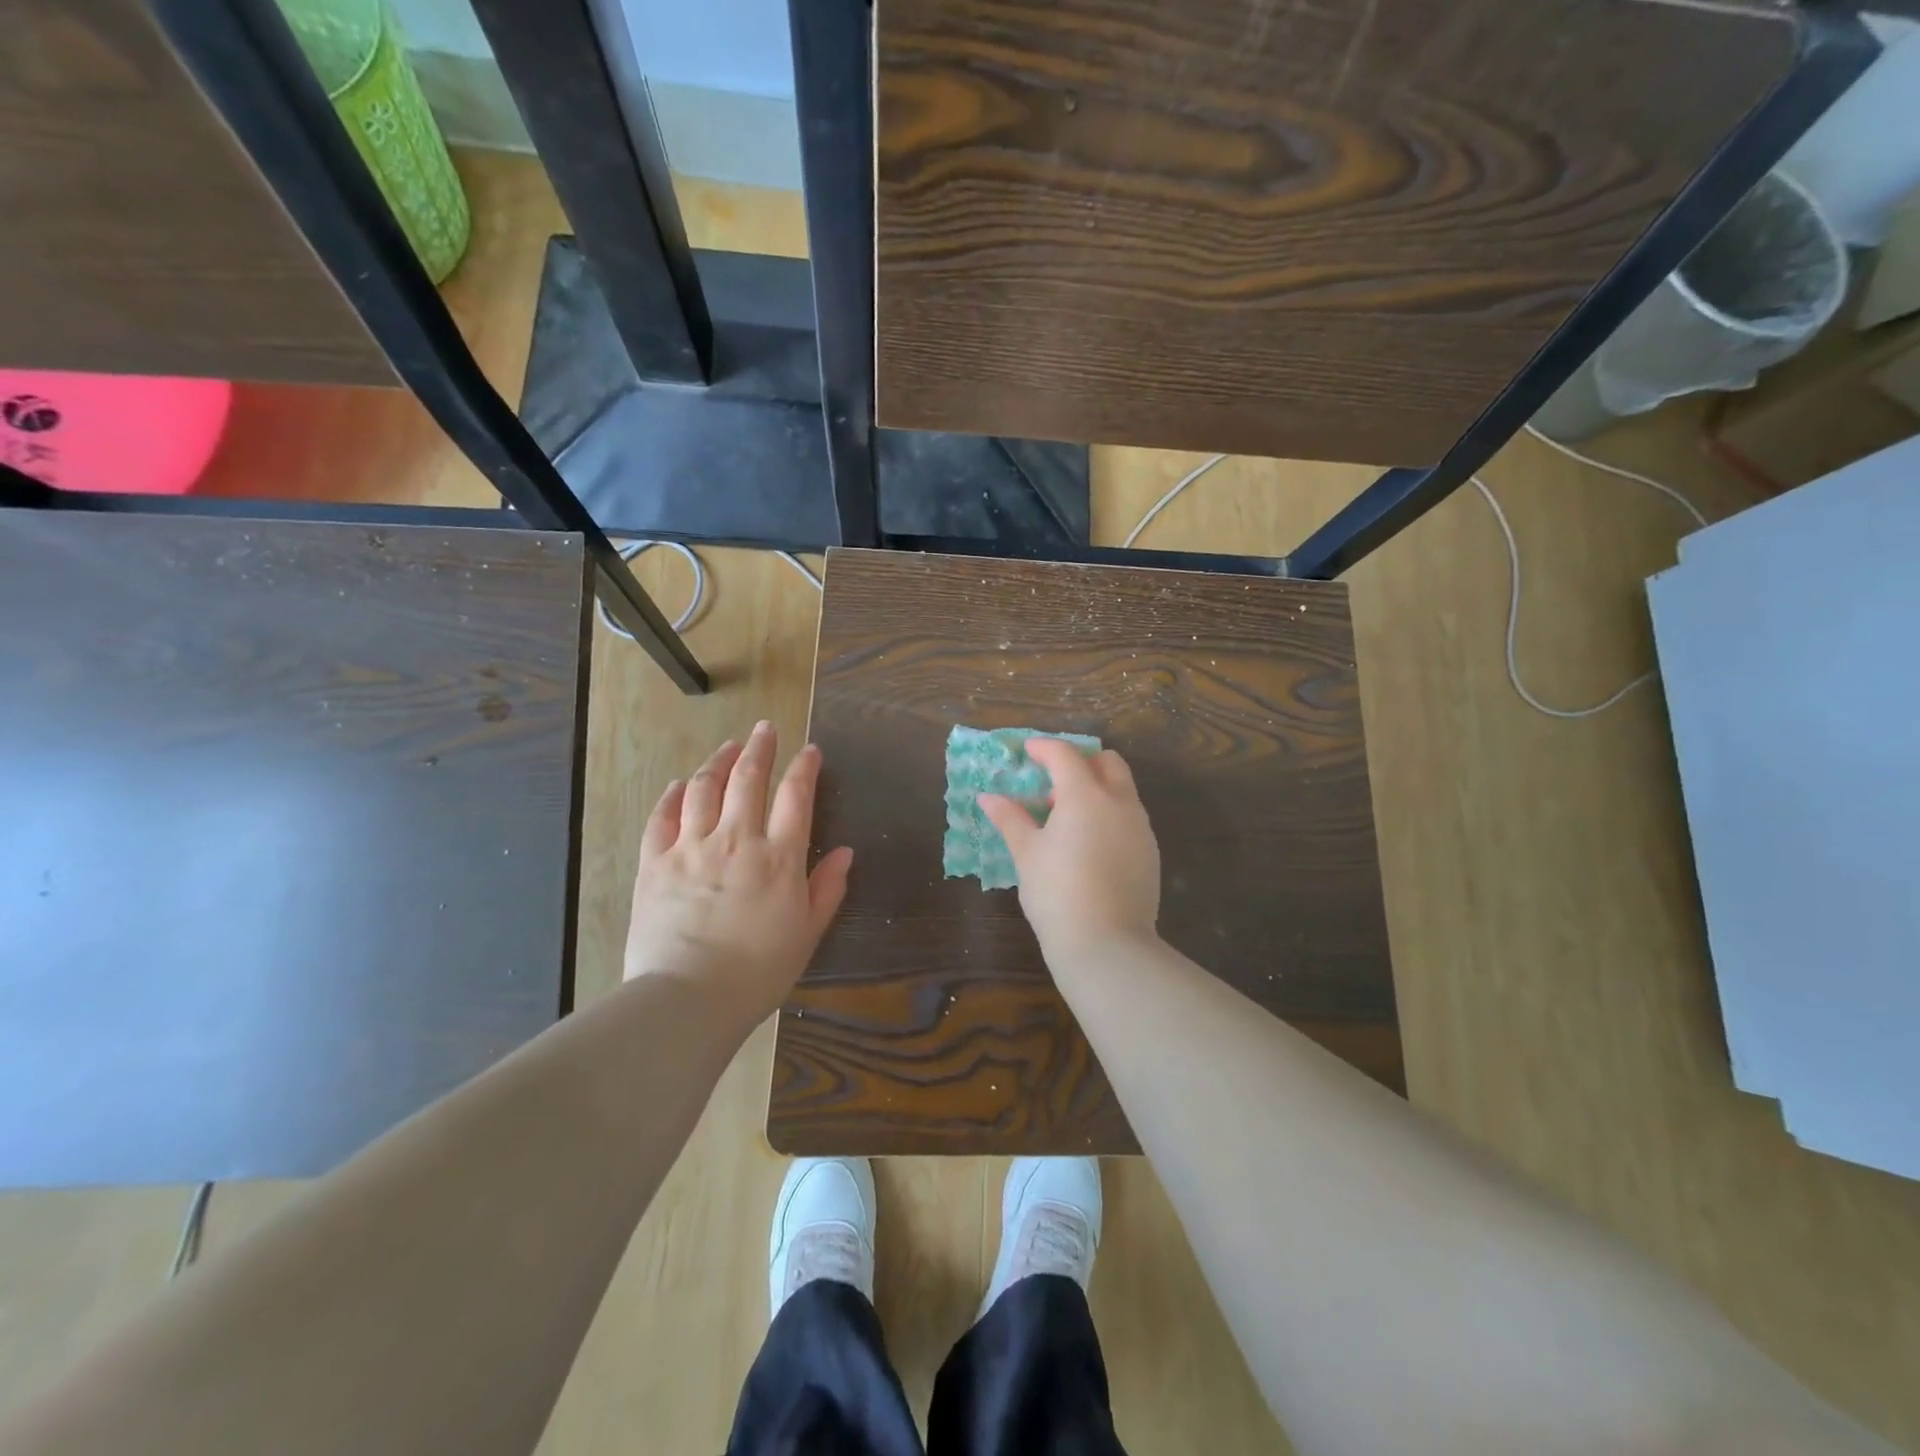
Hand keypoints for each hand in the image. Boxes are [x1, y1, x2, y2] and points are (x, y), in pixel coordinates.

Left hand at [624, 722, 852, 1027]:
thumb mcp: (806, 934)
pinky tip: (679, 784)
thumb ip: (826, 889)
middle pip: (748, 779)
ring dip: (718, 761)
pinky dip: (673, 795)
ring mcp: (691, 848)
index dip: (804, 768)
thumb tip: (845, 852)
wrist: (687, 999)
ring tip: (727, 747)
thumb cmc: (757, 972)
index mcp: (778, 858)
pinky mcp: (654, 863)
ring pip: (704, 788)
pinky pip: (662, 817)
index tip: (810, 750)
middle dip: (760, 748)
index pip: (796, 797)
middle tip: (765, 728)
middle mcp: (736, 840)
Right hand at [978, 740, 1161, 957]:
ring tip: (1067, 819)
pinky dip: (1110, 815)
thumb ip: (1010, 819)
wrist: (1106, 944)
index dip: (1044, 748)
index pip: (1065, 755)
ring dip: (1097, 790)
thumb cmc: (1057, 893)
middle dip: (1080, 763)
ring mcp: (1140, 828)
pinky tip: (1089, 845)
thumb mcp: (1027, 854)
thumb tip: (988, 798)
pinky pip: (1130, 818)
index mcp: (1086, 795)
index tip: (1027, 752)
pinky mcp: (1150, 852)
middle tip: (1053, 783)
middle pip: (1107, 762)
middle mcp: (1120, 803)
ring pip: (1122, 790)